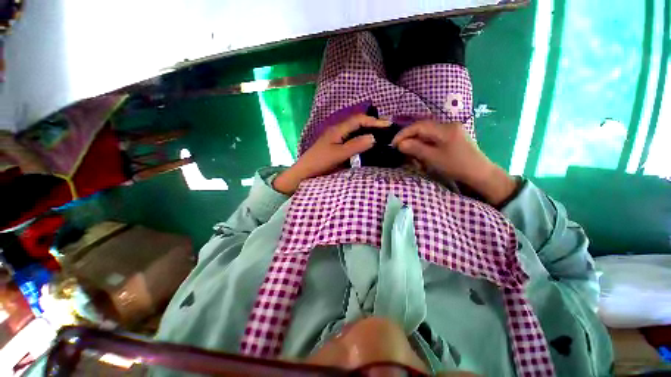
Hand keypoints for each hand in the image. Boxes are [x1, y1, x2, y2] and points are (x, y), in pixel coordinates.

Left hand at [273, 114, 389, 194]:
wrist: (304, 171)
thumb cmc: (320, 162)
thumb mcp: (338, 154)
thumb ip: (355, 145)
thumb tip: (373, 137)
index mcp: (338, 129)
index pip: (358, 120)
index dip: (373, 121)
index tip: (388, 125)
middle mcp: (337, 130)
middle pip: (357, 122)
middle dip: (372, 123)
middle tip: (387, 128)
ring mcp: (336, 137)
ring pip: (354, 129)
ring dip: (367, 129)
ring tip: (380, 134)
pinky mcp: (335, 144)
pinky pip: (351, 137)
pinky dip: (361, 137)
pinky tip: (366, 142)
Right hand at [392, 121, 517, 205]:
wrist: (480, 173)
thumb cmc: (456, 166)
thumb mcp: (433, 158)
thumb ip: (416, 148)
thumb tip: (400, 144)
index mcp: (444, 129)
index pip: (418, 126)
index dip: (404, 133)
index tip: (393, 144)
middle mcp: (448, 125)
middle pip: (422, 128)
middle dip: (409, 138)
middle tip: (400, 149)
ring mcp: (451, 130)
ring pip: (427, 133)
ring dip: (416, 142)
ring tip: (411, 153)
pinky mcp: (452, 137)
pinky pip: (433, 138)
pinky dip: (424, 145)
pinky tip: (422, 153)